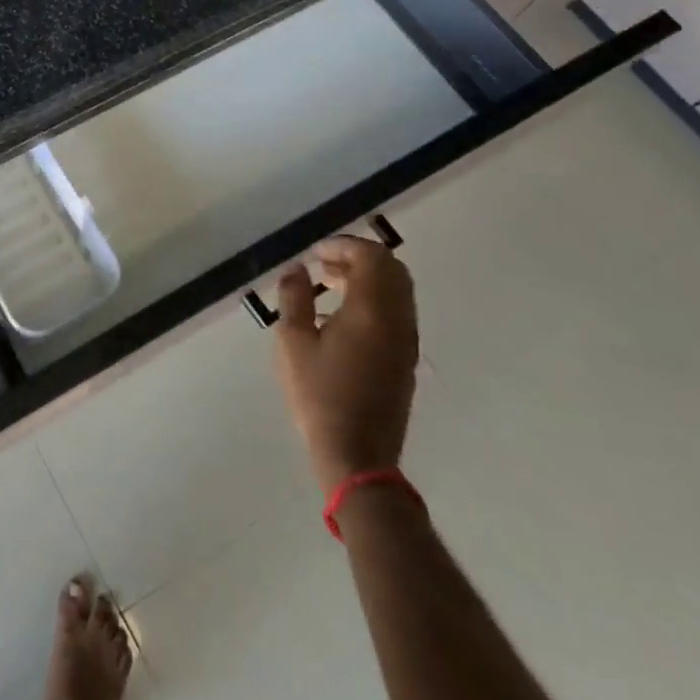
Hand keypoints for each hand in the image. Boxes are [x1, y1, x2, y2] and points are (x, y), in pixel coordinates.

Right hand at [271, 235, 417, 493]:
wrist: (357, 454)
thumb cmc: (319, 395)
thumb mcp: (293, 342)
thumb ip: (294, 298)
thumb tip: (297, 269)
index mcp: (372, 311)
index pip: (372, 258)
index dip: (344, 246)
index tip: (315, 253)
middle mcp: (398, 320)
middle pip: (392, 269)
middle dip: (359, 257)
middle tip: (324, 264)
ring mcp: (407, 341)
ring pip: (398, 290)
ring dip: (368, 277)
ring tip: (329, 284)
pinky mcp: (406, 359)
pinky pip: (398, 311)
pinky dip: (375, 298)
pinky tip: (342, 315)